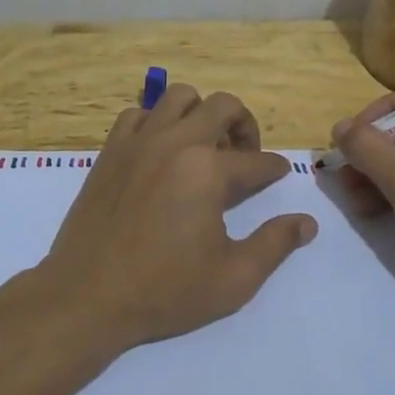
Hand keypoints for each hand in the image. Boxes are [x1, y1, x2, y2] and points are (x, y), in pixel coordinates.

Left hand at [44, 85, 318, 352]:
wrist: (87, 297)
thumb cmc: (164, 292)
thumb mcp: (233, 279)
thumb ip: (275, 245)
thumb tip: (307, 222)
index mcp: (208, 171)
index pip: (257, 160)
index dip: (275, 169)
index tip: (279, 176)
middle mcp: (175, 142)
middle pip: (223, 106)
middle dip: (245, 125)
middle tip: (245, 156)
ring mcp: (138, 142)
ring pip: (179, 97)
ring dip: (201, 113)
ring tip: (205, 145)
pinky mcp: (110, 151)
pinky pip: (137, 113)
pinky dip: (155, 121)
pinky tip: (160, 151)